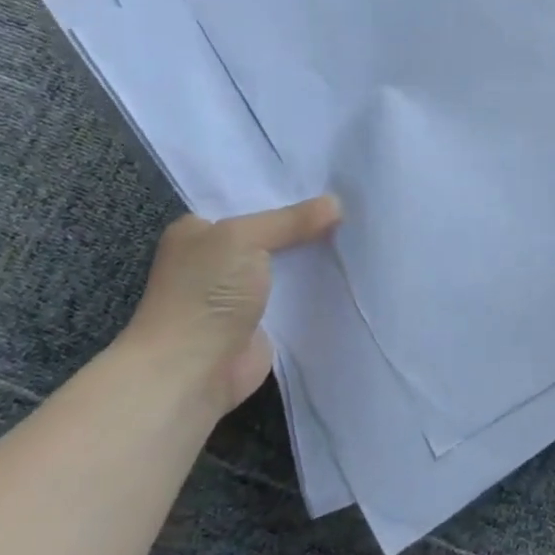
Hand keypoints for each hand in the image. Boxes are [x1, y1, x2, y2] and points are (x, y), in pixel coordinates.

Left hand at [118, 196, 341, 413]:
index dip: (286, 194)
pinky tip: (351, 272)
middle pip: (273, 233)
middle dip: (308, 224)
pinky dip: (319, 288)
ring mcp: (241, 293)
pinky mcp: (264, 322)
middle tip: (354, 205)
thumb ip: (290, 220)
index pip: (249, 202)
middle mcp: (217, 260)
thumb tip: (336, 203)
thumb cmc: (205, 294)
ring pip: (288, 265)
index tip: (329, 184)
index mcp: (199, 232)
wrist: (192, 370)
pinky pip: (298, 296)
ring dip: (317, 256)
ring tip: (361, 233)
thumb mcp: (243, 238)